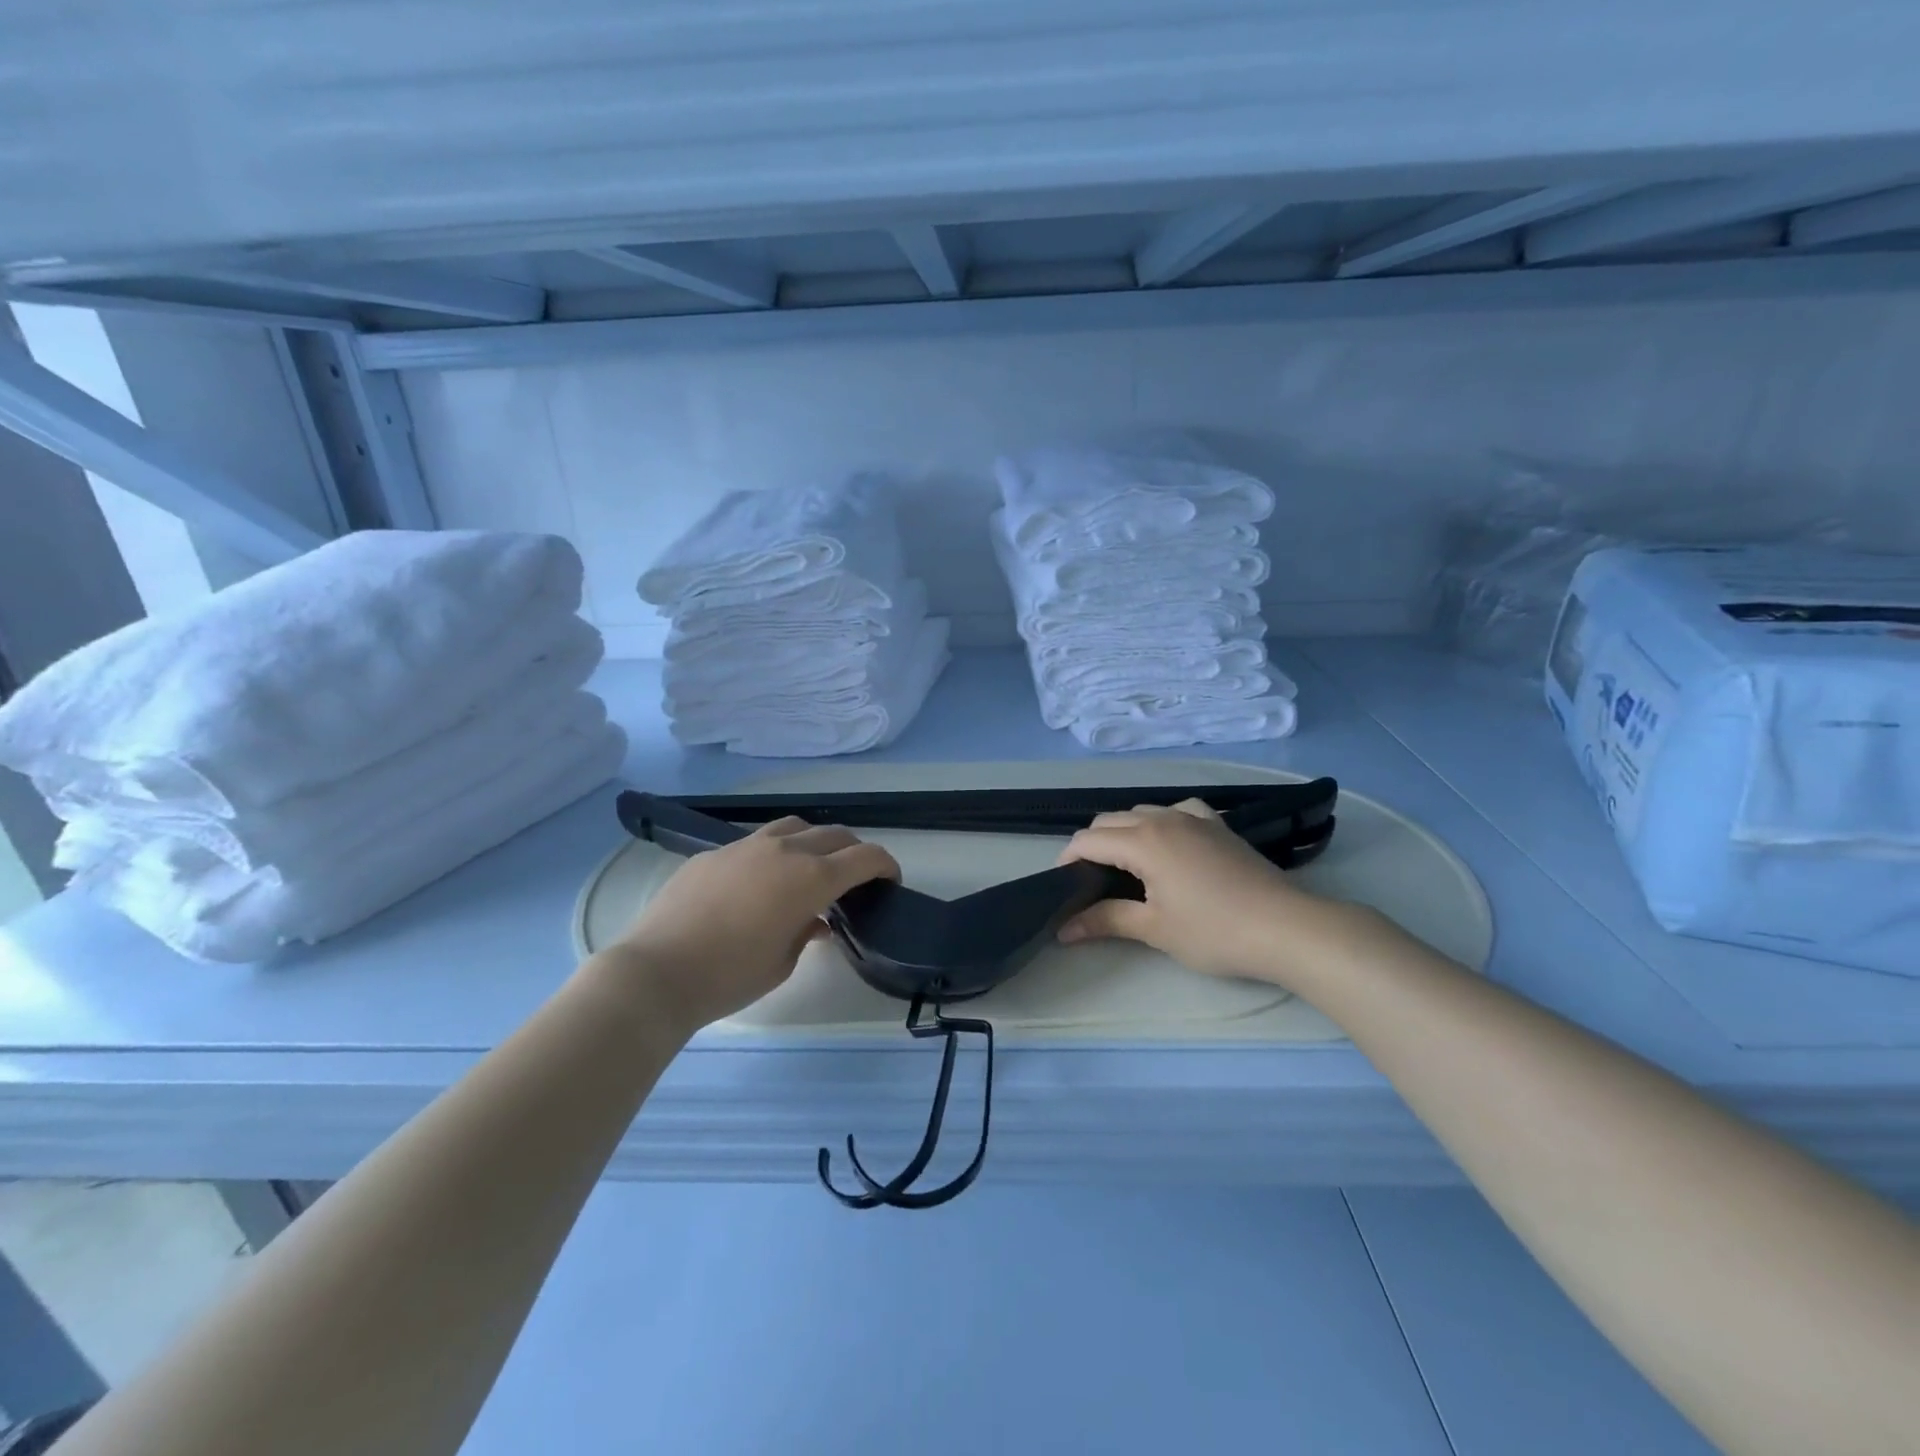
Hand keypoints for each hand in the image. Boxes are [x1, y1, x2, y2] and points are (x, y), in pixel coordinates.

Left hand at [606, 818, 898, 1031]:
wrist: (657, 972)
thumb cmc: (730, 976)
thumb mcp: (783, 962)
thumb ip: (808, 932)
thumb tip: (815, 920)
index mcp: (811, 878)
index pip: (865, 857)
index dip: (886, 865)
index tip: (890, 879)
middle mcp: (784, 851)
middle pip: (834, 835)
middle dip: (854, 852)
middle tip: (854, 877)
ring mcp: (746, 846)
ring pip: (796, 827)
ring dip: (814, 842)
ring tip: (809, 868)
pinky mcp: (714, 853)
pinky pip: (756, 842)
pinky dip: (773, 854)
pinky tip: (758, 883)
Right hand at [1057, 798, 1351, 988]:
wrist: (1286, 927)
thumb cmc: (1215, 931)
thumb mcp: (1155, 929)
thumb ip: (1106, 920)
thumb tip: (1064, 929)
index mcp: (1142, 841)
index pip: (1088, 840)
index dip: (1067, 859)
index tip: (1061, 885)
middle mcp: (1163, 818)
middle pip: (1110, 820)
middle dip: (1092, 845)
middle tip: (1089, 881)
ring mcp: (1194, 816)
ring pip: (1142, 812)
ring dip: (1124, 832)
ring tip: (1125, 866)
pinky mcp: (1218, 825)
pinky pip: (1177, 810)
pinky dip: (1161, 822)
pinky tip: (1169, 844)